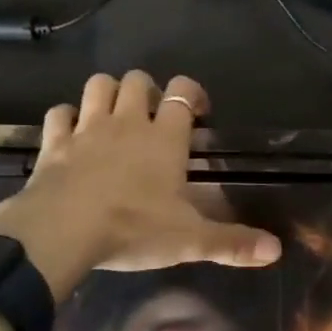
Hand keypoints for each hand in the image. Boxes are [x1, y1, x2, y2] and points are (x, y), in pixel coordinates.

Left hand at [0, 70, 282, 299]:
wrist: (63, 229)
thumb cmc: (132, 229)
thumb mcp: (189, 241)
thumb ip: (232, 243)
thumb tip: (276, 250)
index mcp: (163, 138)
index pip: (182, 92)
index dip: (192, 93)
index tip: (198, 111)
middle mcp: (126, 121)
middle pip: (137, 80)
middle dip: (146, 90)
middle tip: (151, 115)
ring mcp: (87, 127)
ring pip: (98, 85)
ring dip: (107, 92)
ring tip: (113, 114)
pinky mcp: (55, 141)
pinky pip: (59, 113)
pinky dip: (66, 117)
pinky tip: (71, 132)